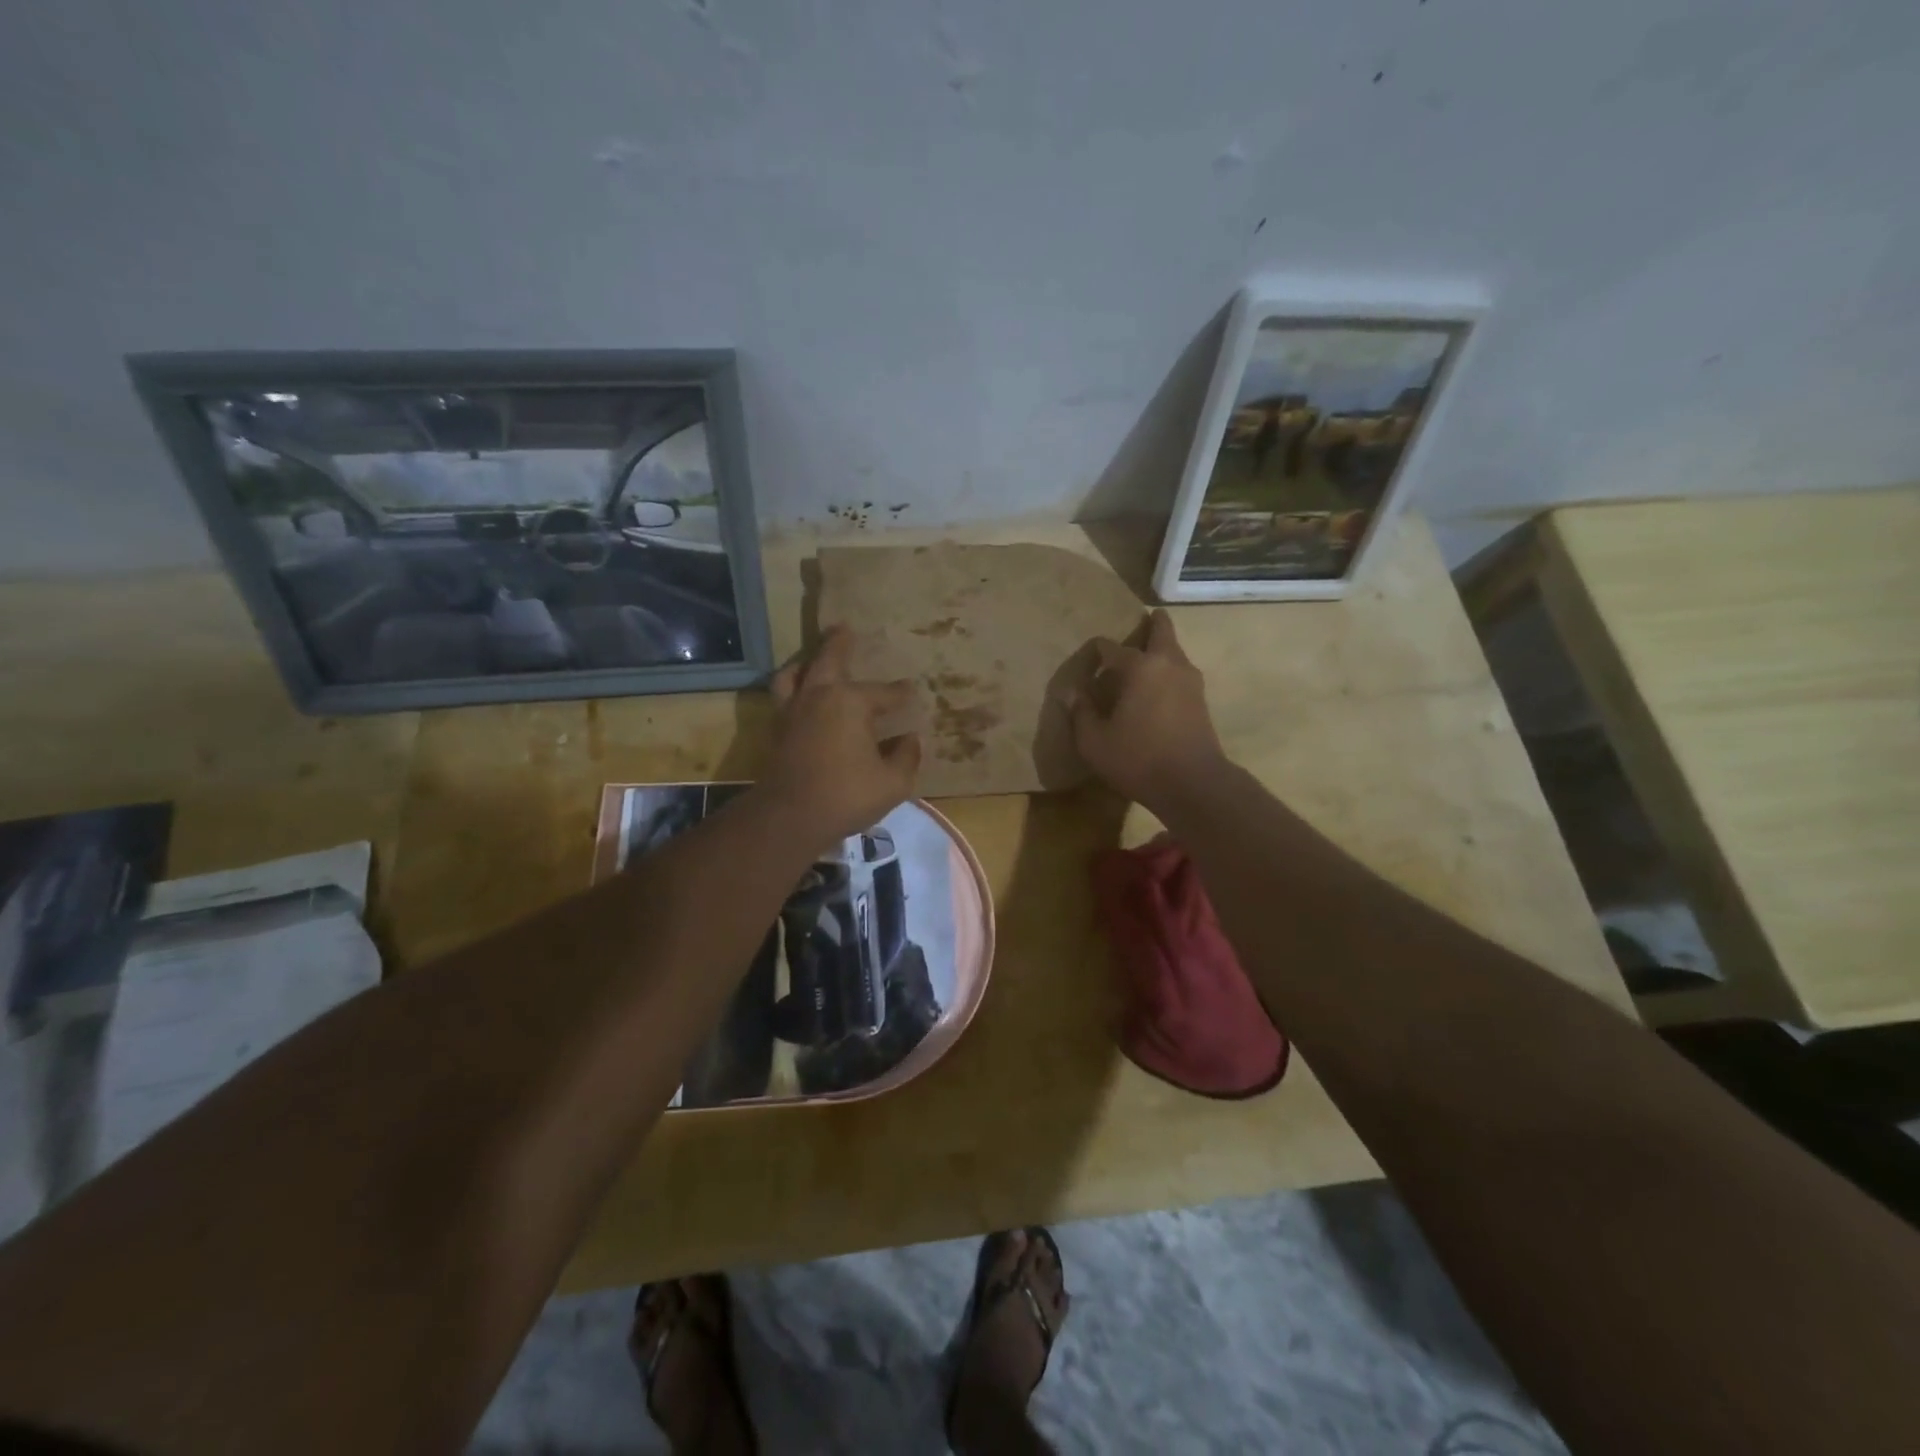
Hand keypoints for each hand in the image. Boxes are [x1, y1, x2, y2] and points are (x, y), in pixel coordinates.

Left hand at [763, 625, 922, 845]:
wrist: (790, 817)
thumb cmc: (847, 795)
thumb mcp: (893, 782)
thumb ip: (906, 757)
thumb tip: (911, 740)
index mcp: (851, 702)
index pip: (884, 693)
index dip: (900, 693)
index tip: (911, 690)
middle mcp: (819, 697)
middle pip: (829, 660)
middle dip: (839, 643)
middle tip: (843, 628)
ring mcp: (793, 711)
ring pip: (794, 674)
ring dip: (805, 662)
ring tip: (810, 659)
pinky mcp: (777, 730)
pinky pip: (783, 696)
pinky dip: (792, 687)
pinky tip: (798, 695)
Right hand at [1069, 608, 1229, 811]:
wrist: (1194, 784)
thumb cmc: (1138, 759)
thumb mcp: (1094, 741)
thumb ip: (1081, 713)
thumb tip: (1072, 693)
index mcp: (1140, 667)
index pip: (1110, 647)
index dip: (1095, 652)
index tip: (1086, 660)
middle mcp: (1168, 663)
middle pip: (1161, 630)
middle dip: (1149, 623)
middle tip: (1139, 621)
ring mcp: (1190, 681)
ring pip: (1174, 651)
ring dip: (1161, 647)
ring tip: (1144, 657)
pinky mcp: (1201, 700)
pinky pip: (1180, 672)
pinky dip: (1168, 669)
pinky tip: (1155, 687)